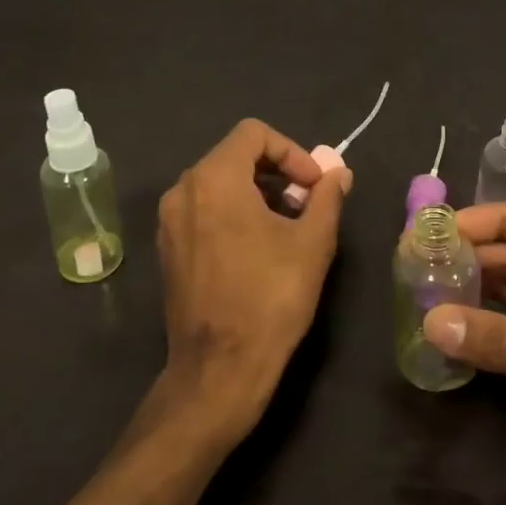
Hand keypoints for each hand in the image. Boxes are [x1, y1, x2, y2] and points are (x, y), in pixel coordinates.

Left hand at [156, 119, 349, 441]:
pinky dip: (233, 212)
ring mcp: (169, 221)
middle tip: (306, 203)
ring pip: (218, 183)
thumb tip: (338, 173)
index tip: (313, 186)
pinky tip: (257, 248)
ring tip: (287, 226)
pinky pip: (203, 209)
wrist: (219, 370)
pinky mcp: (167, 249)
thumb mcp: (313, 242)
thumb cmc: (270, 298)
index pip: (254, 134)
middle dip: (276, 171)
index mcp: (214, 179)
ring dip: (256, 192)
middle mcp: (183, 190)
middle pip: (234, 155)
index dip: (291, 152)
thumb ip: (327, 197)